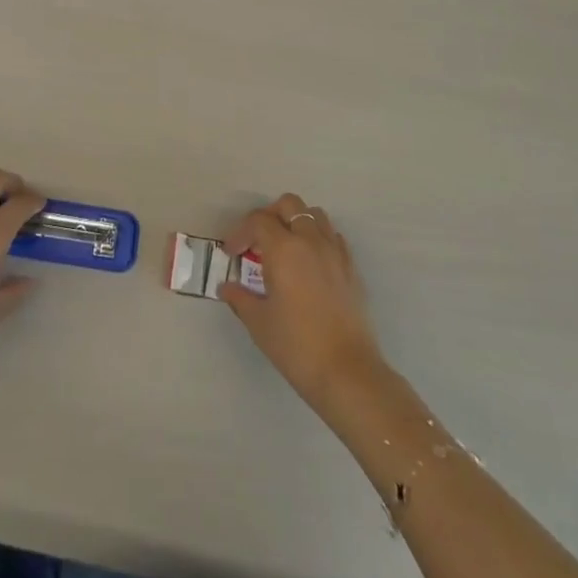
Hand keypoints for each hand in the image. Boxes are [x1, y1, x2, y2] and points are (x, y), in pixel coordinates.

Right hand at [221, 194, 384, 415]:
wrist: (347, 373)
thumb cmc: (297, 346)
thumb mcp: (259, 322)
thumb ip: (240, 298)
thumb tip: (226, 287)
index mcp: (284, 248)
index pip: (257, 221)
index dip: (240, 232)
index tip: (232, 254)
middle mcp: (310, 240)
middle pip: (289, 205)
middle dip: (269, 216)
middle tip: (258, 241)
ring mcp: (334, 252)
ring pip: (314, 215)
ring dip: (296, 222)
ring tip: (285, 247)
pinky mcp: (351, 268)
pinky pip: (333, 236)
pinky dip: (318, 238)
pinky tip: (309, 263)